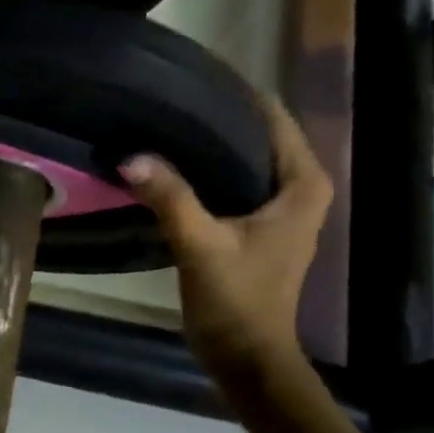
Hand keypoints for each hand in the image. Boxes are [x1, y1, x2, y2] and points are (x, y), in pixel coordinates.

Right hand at [119, 95, 332, 383]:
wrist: (246, 358)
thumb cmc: (237, 301)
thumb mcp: (200, 245)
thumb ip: (170, 197)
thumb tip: (130, 156)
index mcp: (302, 184)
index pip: (272, 116)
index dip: (234, 93)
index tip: (189, 75)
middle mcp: (299, 188)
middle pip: (257, 133)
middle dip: (215, 115)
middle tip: (165, 98)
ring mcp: (280, 208)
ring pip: (243, 157)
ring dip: (208, 143)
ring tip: (163, 122)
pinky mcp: (258, 226)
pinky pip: (232, 180)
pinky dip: (206, 169)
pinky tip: (171, 164)